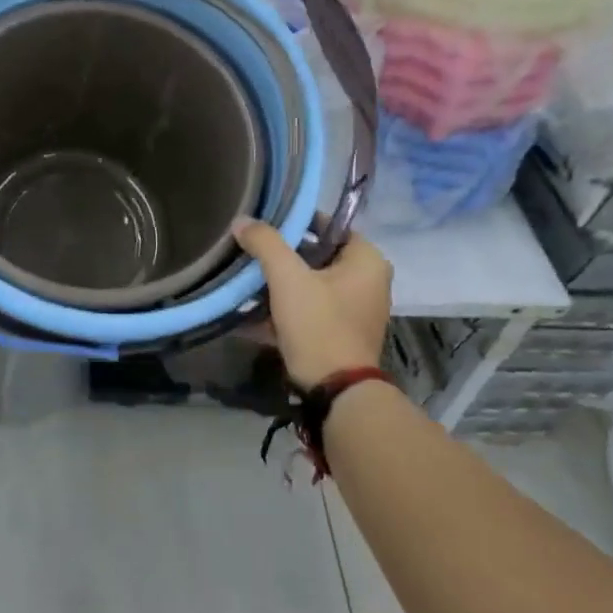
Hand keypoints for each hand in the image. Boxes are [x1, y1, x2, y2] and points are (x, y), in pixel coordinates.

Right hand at [231, 221, 392, 388]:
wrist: (335, 391)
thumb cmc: (319, 324)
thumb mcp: (288, 278)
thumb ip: (265, 243)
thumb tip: (243, 221)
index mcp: (367, 260)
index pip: (330, 225)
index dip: (297, 222)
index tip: (265, 225)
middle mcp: (369, 281)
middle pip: (318, 256)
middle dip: (283, 256)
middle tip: (251, 252)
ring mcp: (358, 309)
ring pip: (312, 284)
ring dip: (282, 283)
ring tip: (247, 279)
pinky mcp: (343, 333)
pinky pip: (312, 308)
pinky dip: (287, 307)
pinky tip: (254, 310)